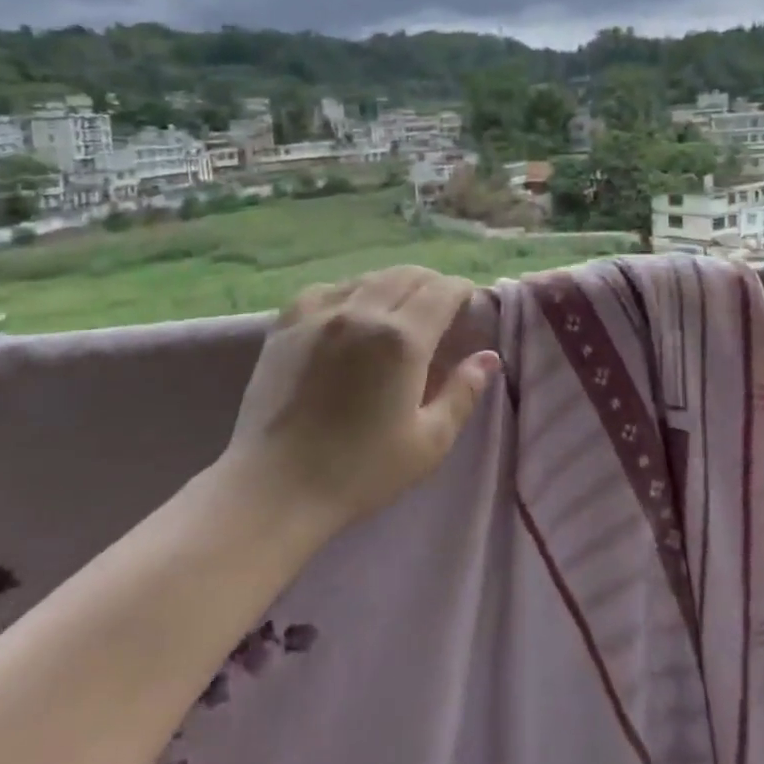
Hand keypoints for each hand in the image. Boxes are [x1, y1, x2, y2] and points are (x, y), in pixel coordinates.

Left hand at [215, 267, 501, 542]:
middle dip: (432, 284)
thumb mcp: (428, 443)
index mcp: (402, 340)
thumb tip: (488, 357)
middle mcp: (362, 312)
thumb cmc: (360, 471)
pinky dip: (350, 292)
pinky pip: (327, 290)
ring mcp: (319, 314)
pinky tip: (350, 312)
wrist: (275, 487)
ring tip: (399, 308)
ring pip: (368, 278)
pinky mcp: (287, 325)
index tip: (469, 305)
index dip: (462, 292)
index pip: (442, 292)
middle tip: (441, 307)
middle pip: (407, 276)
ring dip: (393, 285)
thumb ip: (463, 393)